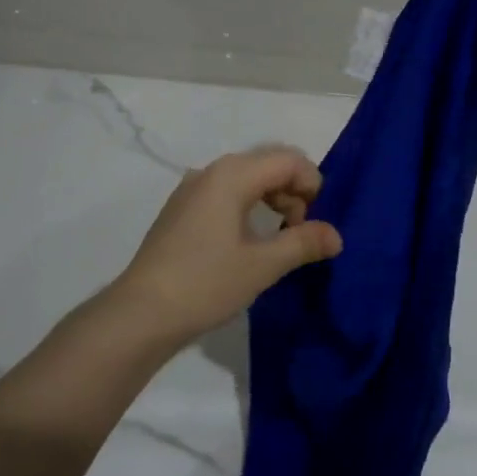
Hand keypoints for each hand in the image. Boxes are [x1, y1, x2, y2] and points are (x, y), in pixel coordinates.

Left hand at [114, 148, 342, 346]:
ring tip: (279, 238)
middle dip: (294, 191)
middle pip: (268, 163)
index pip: (288, 160)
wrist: (140, 315)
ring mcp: (191, 189)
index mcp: (232, 175)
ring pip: (247, 178)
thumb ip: (303, 243)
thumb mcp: (263, 265)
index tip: (316, 222)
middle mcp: (211, 171)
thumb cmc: (206, 283)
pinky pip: (226, 193)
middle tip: (300, 231)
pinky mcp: (181, 210)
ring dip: (272, 199)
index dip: (312, 184)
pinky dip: (248, 206)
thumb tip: (336, 236)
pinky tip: (248, 240)